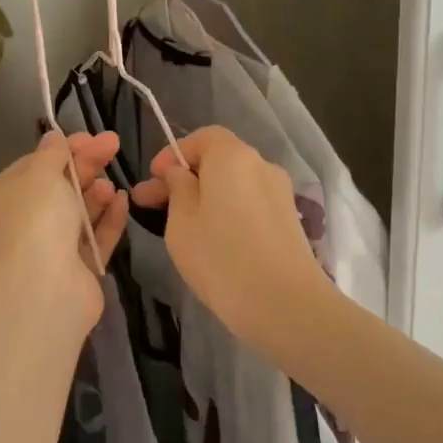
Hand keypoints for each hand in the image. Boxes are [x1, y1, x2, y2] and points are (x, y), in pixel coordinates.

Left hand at [0, 131, 128, 322]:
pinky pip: (94, 238)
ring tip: (111, 185)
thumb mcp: (41, 174)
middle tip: (113, 146)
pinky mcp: (76, 270)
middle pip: (58, 187)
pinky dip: (107, 219)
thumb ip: (52, 154)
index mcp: (0, 199)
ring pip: (77, 214)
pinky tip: (122, 201)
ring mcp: (48, 249)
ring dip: (95, 194)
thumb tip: (54, 138)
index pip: (33, 166)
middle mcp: (21, 224)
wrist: (44, 288)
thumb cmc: (35, 219)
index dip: (63, 149)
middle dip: (85, 166)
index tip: (92, 137)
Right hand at [131, 126, 325, 344]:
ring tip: (181, 226)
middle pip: (219, 160)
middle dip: (186, 178)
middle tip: (152, 205)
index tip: (153, 181)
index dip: (174, 154)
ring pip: (235, 185)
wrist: (285, 304)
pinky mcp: (289, 220)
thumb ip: (177, 188)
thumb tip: (180, 173)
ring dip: (207, 197)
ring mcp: (280, 193)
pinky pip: (251, 204)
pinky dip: (229, 212)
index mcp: (233, 156)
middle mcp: (261, 165)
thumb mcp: (181, 222)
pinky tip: (214, 240)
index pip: (202, 137)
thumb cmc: (221, 258)